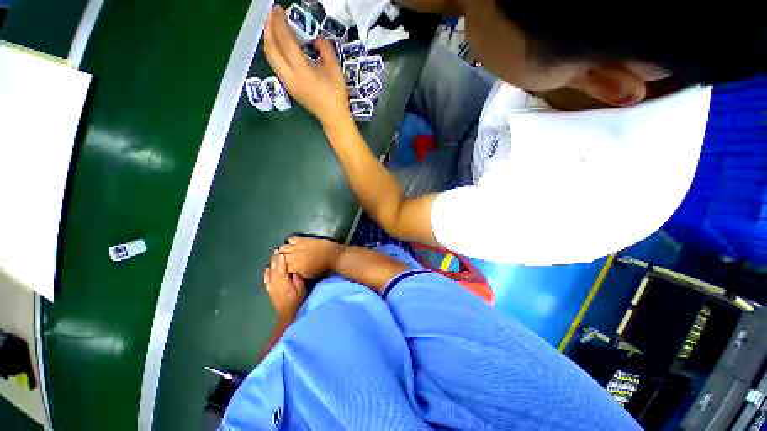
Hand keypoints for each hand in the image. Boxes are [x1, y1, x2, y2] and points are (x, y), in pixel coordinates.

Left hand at [263, 6, 349, 125]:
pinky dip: (274, 51)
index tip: (279, 10)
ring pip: (271, 58)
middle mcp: (290, 77)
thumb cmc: (336, 95)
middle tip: (272, 15)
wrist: (333, 117)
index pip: (286, 42)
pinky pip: (275, 65)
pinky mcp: (289, 87)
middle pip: (271, 49)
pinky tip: (279, 45)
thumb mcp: (335, 69)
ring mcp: (287, 83)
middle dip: (269, 29)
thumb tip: (315, 39)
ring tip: (273, 27)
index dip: (280, 23)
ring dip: (269, 40)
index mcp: (302, 72)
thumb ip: (325, 49)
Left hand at [264, 251, 306, 316]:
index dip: (281, 260)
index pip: (282, 268)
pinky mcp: (270, 291)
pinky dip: (266, 274)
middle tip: (276, 251)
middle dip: (275, 259)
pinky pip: (267, 280)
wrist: (288, 314)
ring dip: (271, 264)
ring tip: (273, 256)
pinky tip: (267, 269)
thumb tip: (294, 270)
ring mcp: (272, 287)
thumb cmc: (298, 300)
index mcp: (284, 281)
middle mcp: (276, 283)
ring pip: (270, 273)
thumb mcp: (302, 289)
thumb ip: (297, 279)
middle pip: (274, 269)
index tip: (281, 252)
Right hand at [279, 236, 343, 279]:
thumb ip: (297, 274)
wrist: (332, 256)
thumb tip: (291, 271)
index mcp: (294, 267)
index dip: (280, 267)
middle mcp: (293, 257)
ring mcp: (297, 247)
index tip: (280, 266)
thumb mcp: (308, 276)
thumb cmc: (322, 268)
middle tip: (282, 257)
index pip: (280, 267)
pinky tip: (293, 243)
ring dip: (283, 249)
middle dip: (279, 257)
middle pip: (279, 256)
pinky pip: (291, 239)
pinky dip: (290, 241)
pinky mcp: (303, 240)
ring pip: (283, 247)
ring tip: (286, 250)